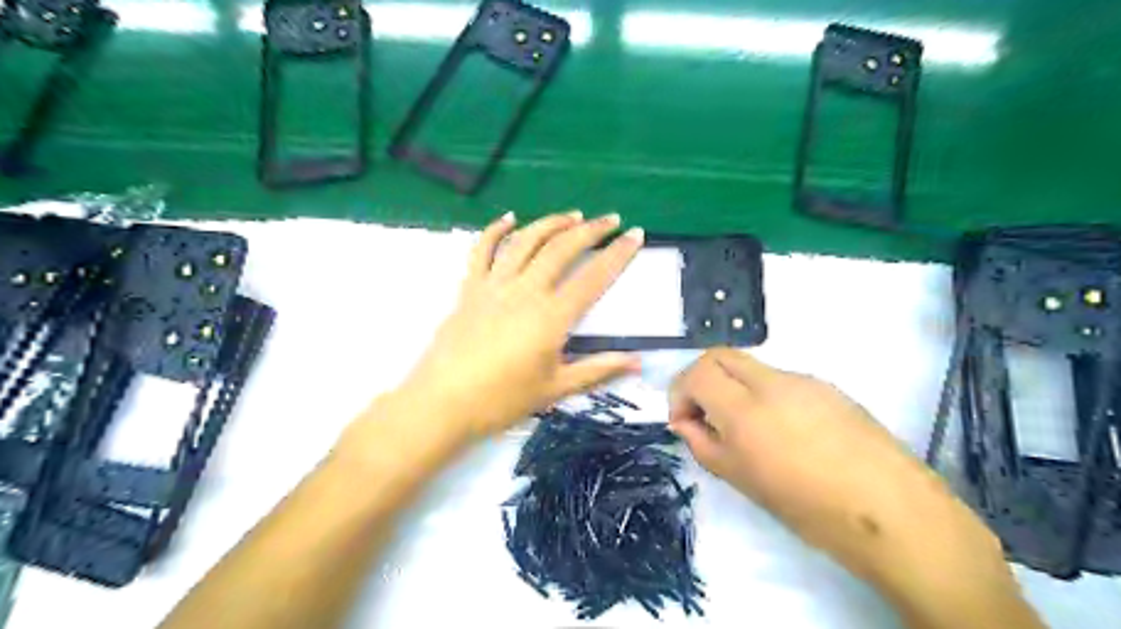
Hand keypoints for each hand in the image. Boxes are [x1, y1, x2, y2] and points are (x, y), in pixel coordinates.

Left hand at [384, 213, 639, 444]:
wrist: (443, 403)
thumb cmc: (502, 400)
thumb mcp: (555, 388)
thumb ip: (598, 369)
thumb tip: (638, 362)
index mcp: (551, 317)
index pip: (593, 278)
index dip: (618, 254)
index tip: (636, 235)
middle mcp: (525, 291)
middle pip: (561, 249)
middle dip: (591, 230)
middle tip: (611, 219)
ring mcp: (494, 285)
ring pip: (526, 241)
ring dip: (551, 223)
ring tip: (573, 215)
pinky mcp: (469, 288)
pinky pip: (482, 250)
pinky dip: (496, 230)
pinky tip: (510, 217)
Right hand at [668, 351, 1001, 592]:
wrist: (892, 511)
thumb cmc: (807, 506)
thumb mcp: (740, 479)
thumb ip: (702, 443)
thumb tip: (685, 422)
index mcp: (745, 408)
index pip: (697, 372)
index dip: (680, 392)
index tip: (683, 420)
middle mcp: (771, 382)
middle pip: (720, 355)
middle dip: (701, 379)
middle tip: (704, 414)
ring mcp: (803, 380)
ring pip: (750, 367)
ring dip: (733, 387)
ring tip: (745, 429)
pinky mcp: (827, 387)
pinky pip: (780, 380)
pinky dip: (763, 395)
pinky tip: (781, 431)